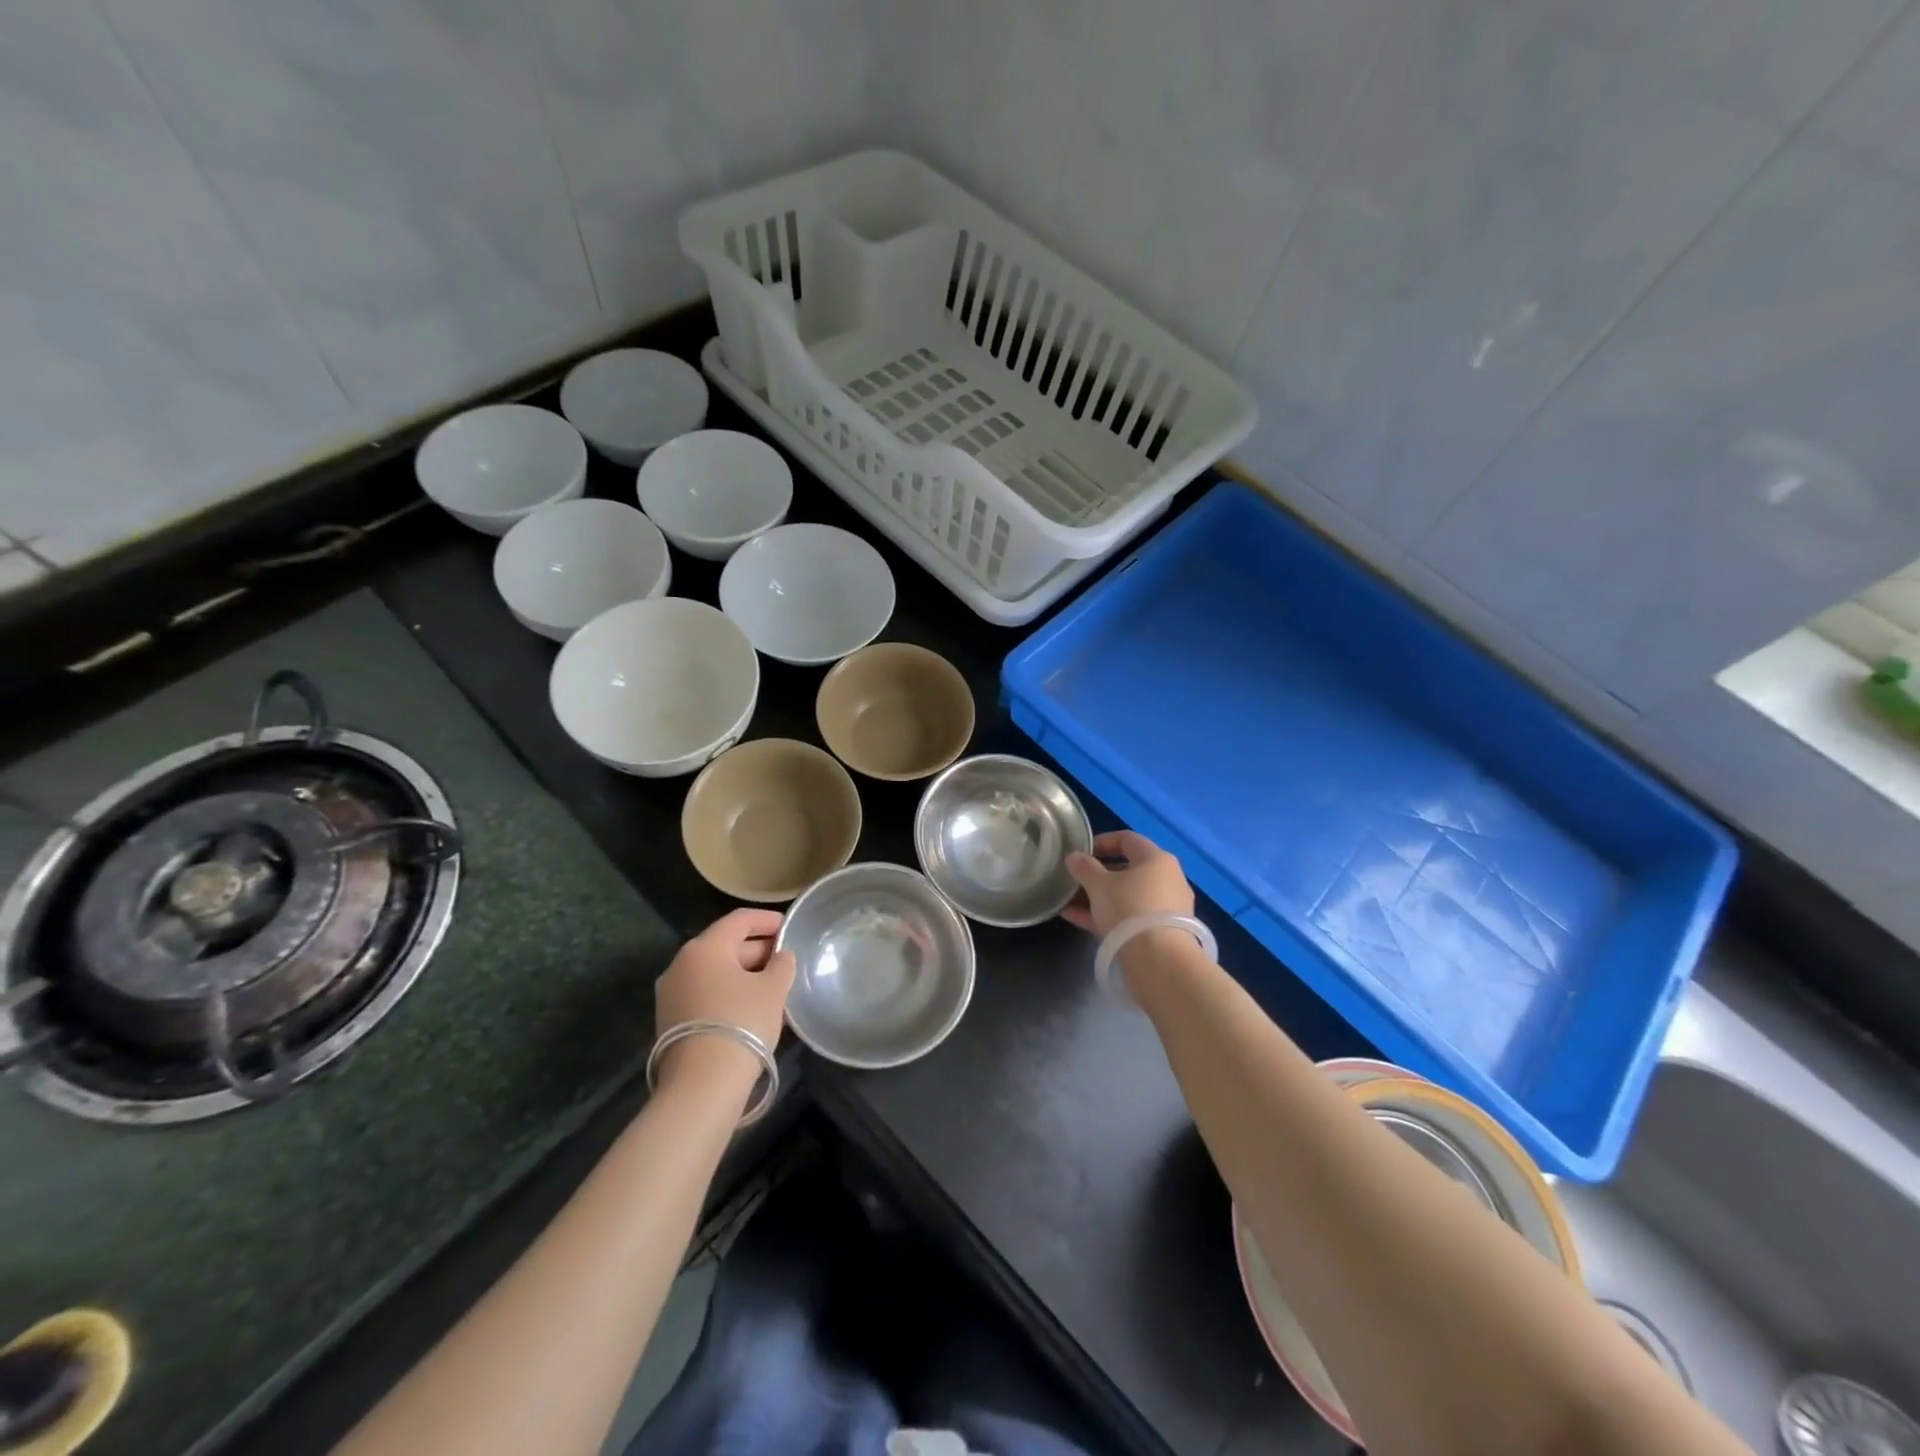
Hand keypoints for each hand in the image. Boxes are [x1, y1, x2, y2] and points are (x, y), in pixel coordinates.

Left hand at [653, 909, 796, 1091]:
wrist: (702, 1084)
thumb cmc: (742, 1022)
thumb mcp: (773, 989)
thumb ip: (782, 965)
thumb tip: (781, 956)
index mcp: (705, 948)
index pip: (739, 920)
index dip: (766, 920)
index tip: (788, 926)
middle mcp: (681, 964)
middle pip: (725, 946)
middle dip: (757, 951)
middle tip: (785, 962)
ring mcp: (671, 994)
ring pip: (715, 974)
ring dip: (743, 976)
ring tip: (773, 988)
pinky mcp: (669, 1022)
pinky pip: (705, 995)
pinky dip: (728, 995)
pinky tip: (751, 1010)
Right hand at [1062, 830, 1194, 937]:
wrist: (1159, 960)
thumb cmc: (1129, 909)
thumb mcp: (1098, 885)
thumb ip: (1084, 867)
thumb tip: (1074, 857)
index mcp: (1156, 859)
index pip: (1127, 839)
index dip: (1101, 842)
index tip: (1080, 853)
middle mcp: (1168, 878)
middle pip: (1127, 869)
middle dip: (1097, 875)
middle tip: (1075, 880)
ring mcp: (1167, 907)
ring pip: (1127, 895)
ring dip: (1098, 897)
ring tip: (1070, 902)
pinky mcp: (1163, 932)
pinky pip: (1130, 916)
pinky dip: (1107, 915)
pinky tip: (1077, 919)